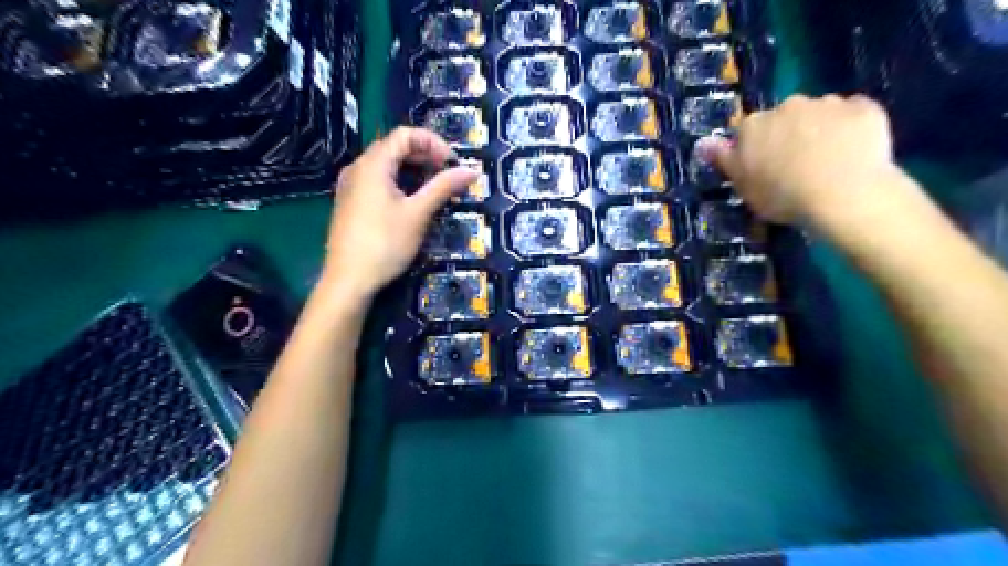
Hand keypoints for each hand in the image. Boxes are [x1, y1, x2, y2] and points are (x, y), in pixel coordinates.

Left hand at [323, 125, 480, 297]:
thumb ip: (443, 187)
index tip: (452, 163)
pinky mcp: (349, 203)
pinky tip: (409, 201)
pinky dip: (398, 182)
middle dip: (424, 155)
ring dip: (412, 169)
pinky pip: (376, 180)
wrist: (348, 280)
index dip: (433, 142)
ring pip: (385, 165)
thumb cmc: (385, 244)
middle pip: (394, 147)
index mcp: (373, 164)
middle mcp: (357, 167)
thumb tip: (472, 171)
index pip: (405, 134)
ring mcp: (350, 185)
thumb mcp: (418, 214)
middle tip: (446, 174)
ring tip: (433, 188)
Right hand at [702, 93, 896, 221]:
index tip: (763, 169)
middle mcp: (787, 105)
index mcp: (753, 125)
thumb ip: (723, 160)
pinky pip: (853, 113)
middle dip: (788, 134)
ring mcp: (828, 103)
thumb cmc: (781, 195)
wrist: (842, 192)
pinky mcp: (864, 107)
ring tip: (828, 161)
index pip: (748, 131)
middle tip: (795, 166)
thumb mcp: (742, 185)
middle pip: (783, 118)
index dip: (756, 150)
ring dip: (819, 129)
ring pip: (819, 113)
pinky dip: (851, 127)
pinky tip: (853, 150)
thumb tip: (702, 142)